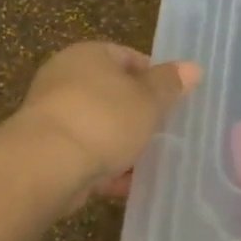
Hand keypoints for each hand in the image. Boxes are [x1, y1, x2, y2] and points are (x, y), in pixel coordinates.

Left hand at [10, 42, 200, 207]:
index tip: (173, 99)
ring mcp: (53, 116)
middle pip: (111, 94)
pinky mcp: (48, 151)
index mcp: (88, 55)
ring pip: (99, 127)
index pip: (126, 56)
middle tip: (165, 131)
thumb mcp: (148, 99)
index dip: (153, 76)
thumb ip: (170, 85)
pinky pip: (85, 155)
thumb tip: (193, 67)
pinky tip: (128, 185)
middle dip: (138, 114)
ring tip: (151, 162)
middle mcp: (65, 79)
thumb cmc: (104, 119)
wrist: (48, 164)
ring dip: (122, 145)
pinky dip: (105, 168)